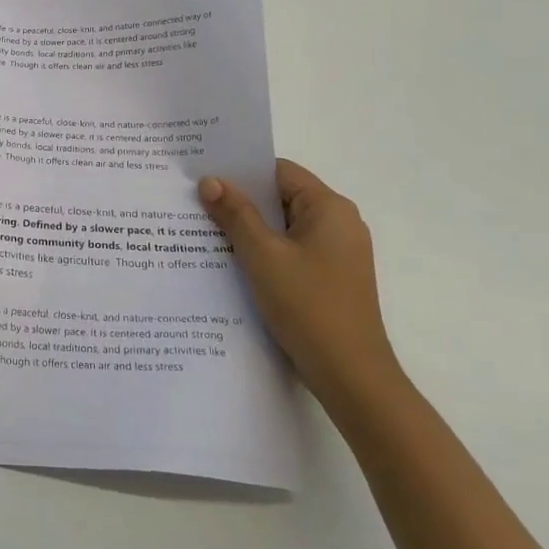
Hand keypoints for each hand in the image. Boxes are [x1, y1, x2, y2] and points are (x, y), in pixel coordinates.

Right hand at [197, 161, 401, 403]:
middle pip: (281, 197)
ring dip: (249, 228)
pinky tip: (232, 262)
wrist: (351, 377)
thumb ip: (235, 214)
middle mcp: (339, 223)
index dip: (241, 171)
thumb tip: (210, 180)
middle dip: (240, 201)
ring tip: (206, 231)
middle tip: (196, 202)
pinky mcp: (331, 277)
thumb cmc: (308, 306)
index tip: (203, 176)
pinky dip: (264, 251)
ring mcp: (337, 253)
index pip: (279, 171)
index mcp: (330, 208)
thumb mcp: (262, 255)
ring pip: (283, 226)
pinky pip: (291, 250)